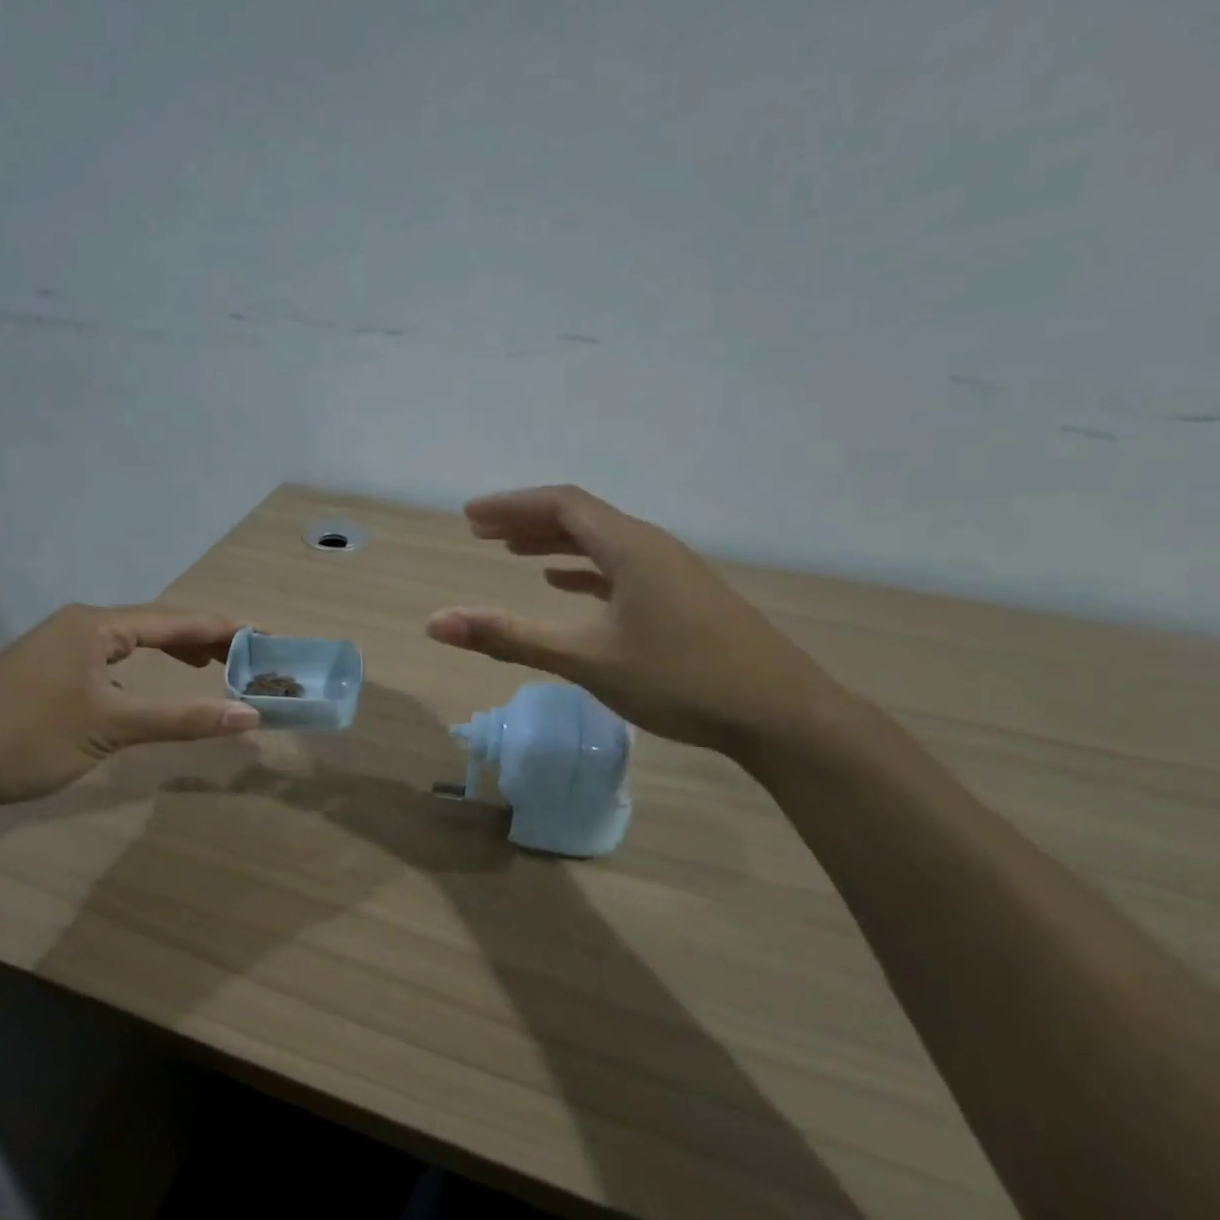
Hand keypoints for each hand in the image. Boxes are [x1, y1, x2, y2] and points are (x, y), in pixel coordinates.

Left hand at [0, 604, 260, 814]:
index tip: (264, 634)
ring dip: (171, 652)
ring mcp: (57, 645)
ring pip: (129, 641)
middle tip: (245, 655)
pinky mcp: (45, 669)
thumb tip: (249, 715)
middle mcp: (78, 624)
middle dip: (201, 639)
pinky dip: (140, 666)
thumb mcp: (111, 728)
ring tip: (209, 665)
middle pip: (154, 624)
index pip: (174, 620)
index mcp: (96, 625)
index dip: (222, 627)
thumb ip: (182, 719)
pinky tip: (147, 683)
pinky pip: (108, 657)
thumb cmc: (28, 738)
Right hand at [425, 486, 845, 756]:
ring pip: (602, 542)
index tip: (469, 516)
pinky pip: (622, 566)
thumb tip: (436, 623)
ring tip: (513, 553)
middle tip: (481, 532)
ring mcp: (673, 571)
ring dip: (555, 543)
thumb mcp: (586, 659)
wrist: (782, 714)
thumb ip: (510, 637)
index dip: (511, 506)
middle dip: (527, 521)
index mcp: (629, 546)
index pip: (561, 504)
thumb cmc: (680, 679)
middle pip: (581, 516)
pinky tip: (565, 586)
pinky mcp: (684, 596)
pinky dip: (585, 569)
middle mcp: (651, 546)